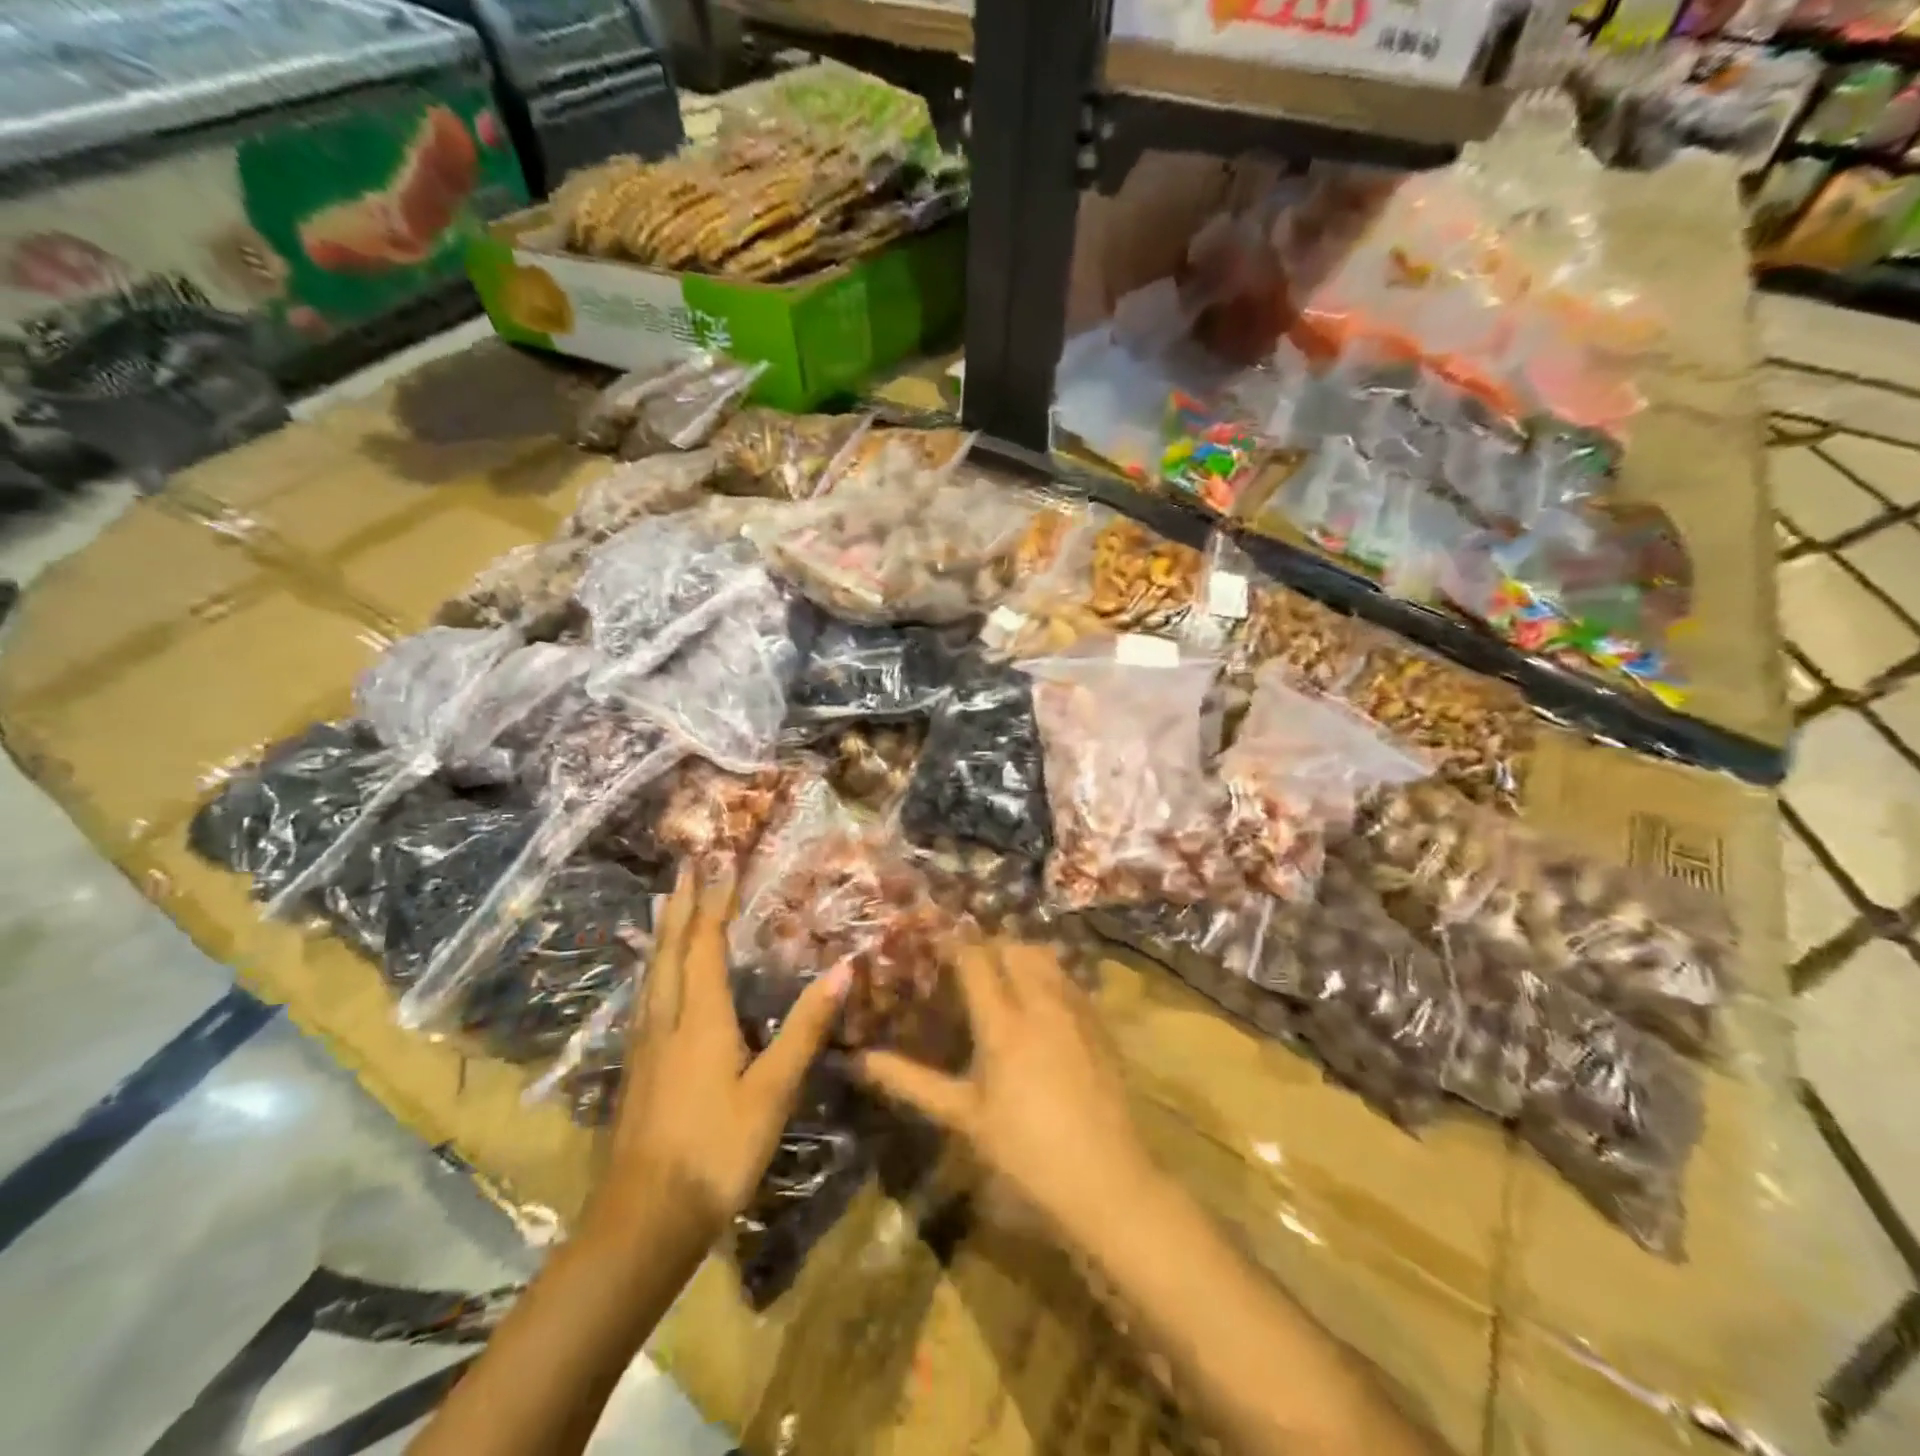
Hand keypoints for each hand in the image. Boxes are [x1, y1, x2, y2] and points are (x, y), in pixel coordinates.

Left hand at [594, 867, 851, 1235]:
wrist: (642, 1223)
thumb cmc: (716, 1152)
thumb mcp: (772, 1091)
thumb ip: (805, 1028)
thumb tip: (843, 969)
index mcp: (700, 1019)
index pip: (705, 945)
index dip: (713, 902)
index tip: (718, 863)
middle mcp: (666, 1021)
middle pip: (669, 951)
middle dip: (680, 906)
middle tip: (684, 867)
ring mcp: (644, 1048)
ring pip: (652, 975)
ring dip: (661, 934)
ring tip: (664, 906)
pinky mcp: (635, 1073)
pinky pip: (645, 1000)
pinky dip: (654, 970)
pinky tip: (654, 983)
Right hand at [855, 941, 1155, 1241]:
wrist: (1107, 1179)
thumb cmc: (1025, 1151)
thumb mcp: (964, 1117)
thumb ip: (913, 1082)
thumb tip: (862, 1059)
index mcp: (1002, 1023)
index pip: (974, 959)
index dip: (952, 942)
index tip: (932, 939)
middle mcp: (1040, 1002)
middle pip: (1012, 946)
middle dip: (986, 944)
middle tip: (966, 963)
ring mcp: (1075, 1009)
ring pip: (1045, 956)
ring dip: (1019, 954)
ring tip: (1001, 975)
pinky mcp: (1099, 1023)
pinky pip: (1069, 978)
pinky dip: (1048, 974)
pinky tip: (1039, 1002)